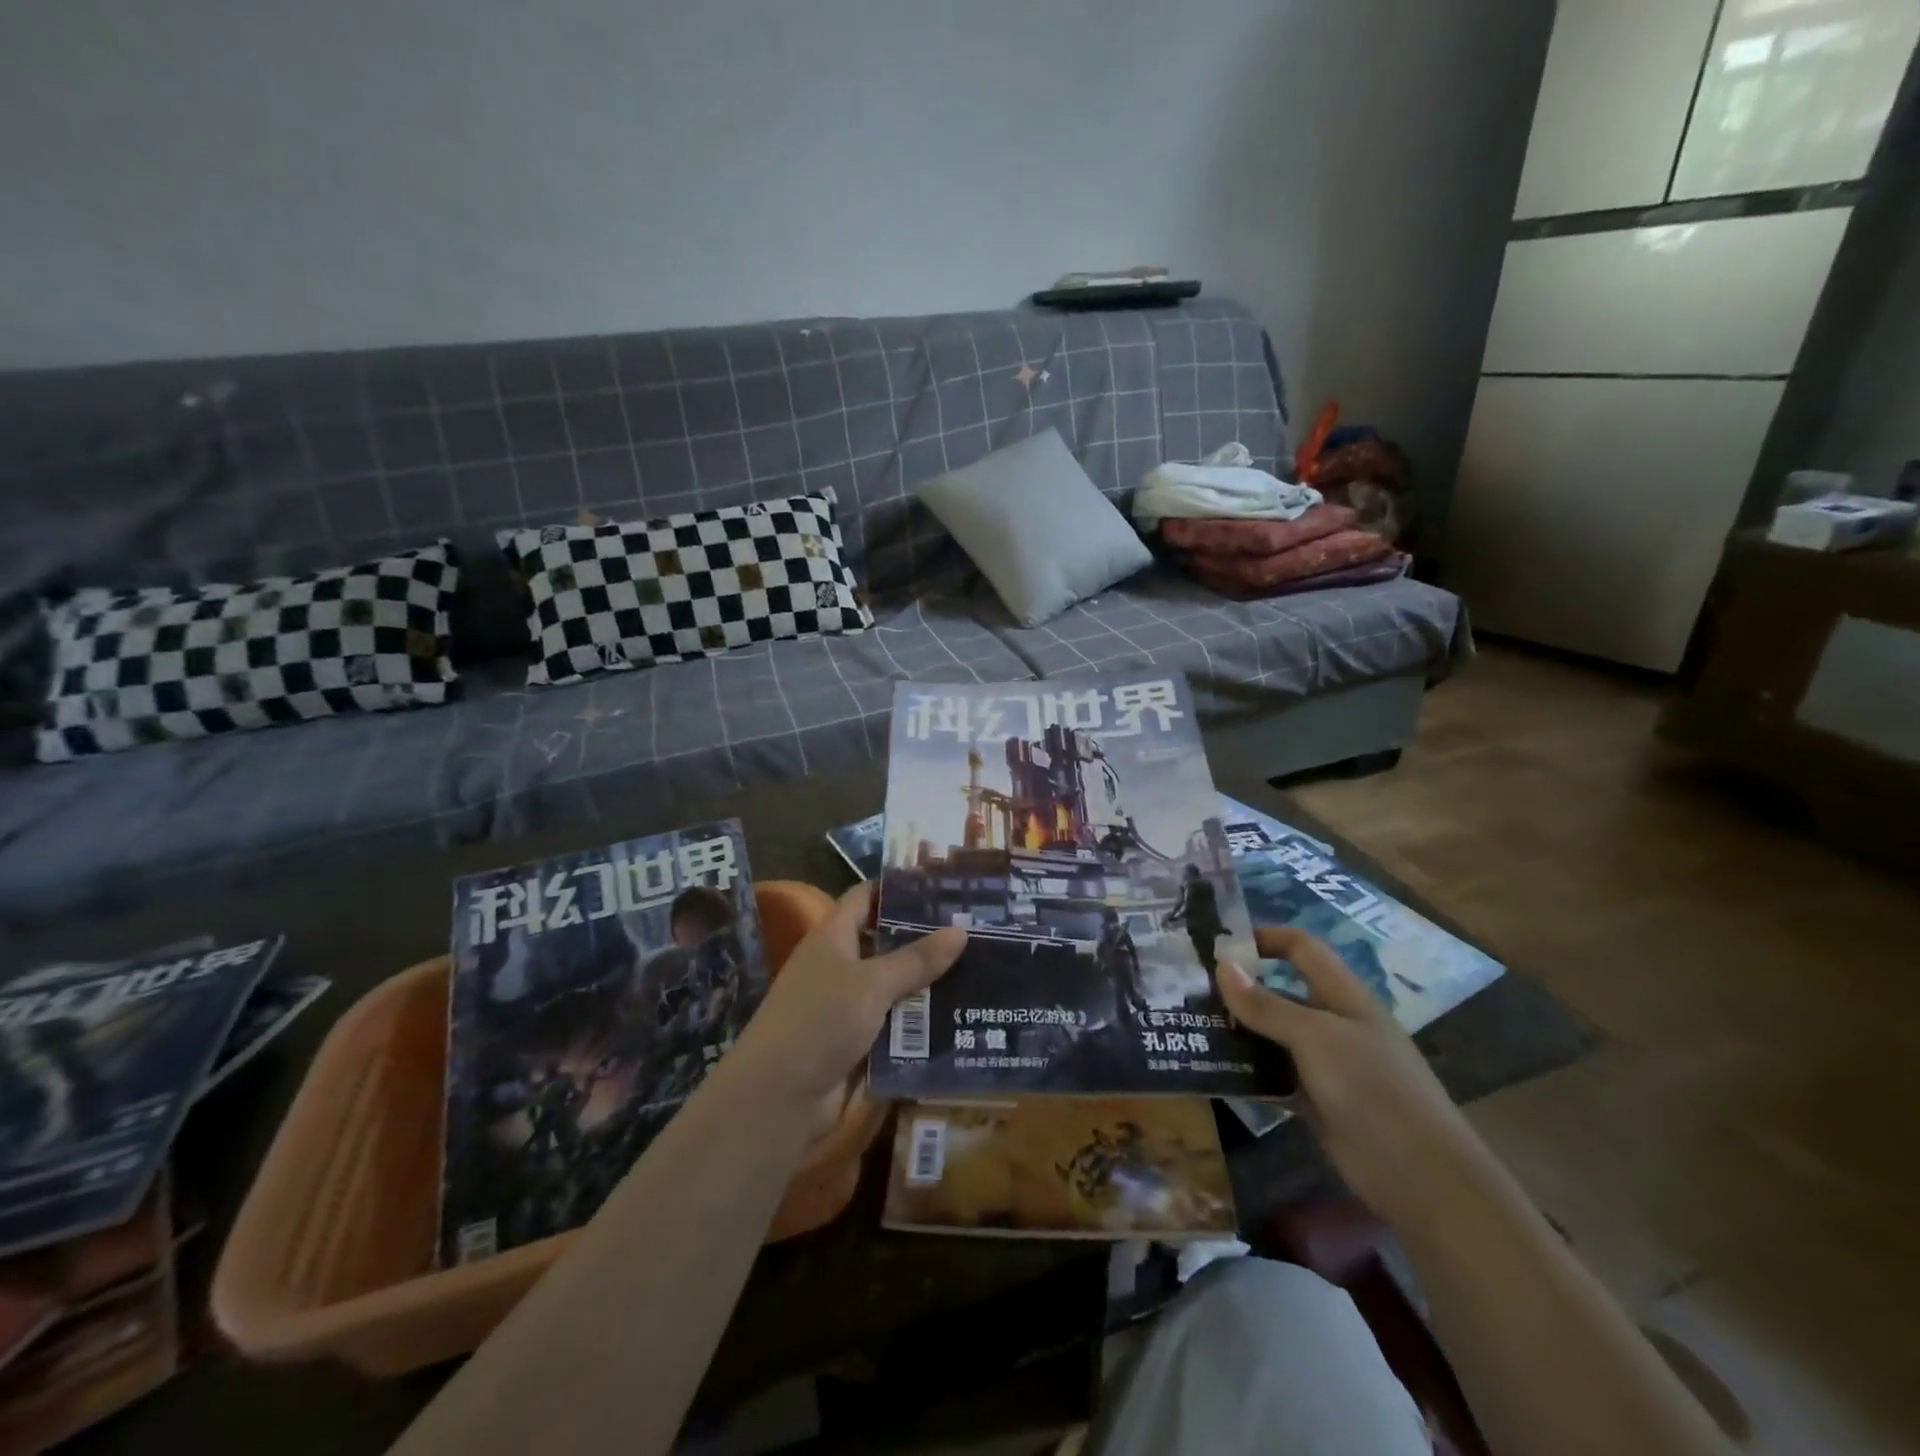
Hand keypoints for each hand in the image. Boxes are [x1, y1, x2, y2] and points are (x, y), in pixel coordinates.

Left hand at [731, 883, 964, 1104]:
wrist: (778, 1099)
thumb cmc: (819, 1022)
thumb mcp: (871, 984)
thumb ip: (916, 959)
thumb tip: (960, 930)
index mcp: (833, 937)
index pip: (866, 897)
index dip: (899, 887)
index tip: (943, 885)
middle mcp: (840, 966)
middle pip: (887, 942)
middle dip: (927, 938)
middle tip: (975, 929)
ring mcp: (848, 1006)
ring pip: (896, 986)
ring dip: (930, 983)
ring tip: (982, 970)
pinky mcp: (858, 1042)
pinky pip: (896, 1024)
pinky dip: (922, 1023)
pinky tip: (962, 1018)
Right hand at [1217, 928, 1481, 1224]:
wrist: (1420, 1176)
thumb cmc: (1371, 1088)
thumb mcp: (1315, 1037)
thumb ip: (1266, 1004)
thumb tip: (1221, 964)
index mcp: (1343, 995)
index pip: (1301, 948)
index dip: (1265, 938)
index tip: (1220, 945)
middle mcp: (1333, 1023)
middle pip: (1280, 991)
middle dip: (1240, 988)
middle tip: (1190, 990)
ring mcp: (1325, 1063)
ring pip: (1273, 1035)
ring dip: (1238, 1030)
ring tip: (1192, 1026)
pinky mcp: (1316, 1100)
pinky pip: (1273, 1074)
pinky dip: (1247, 1069)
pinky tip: (1214, 1069)